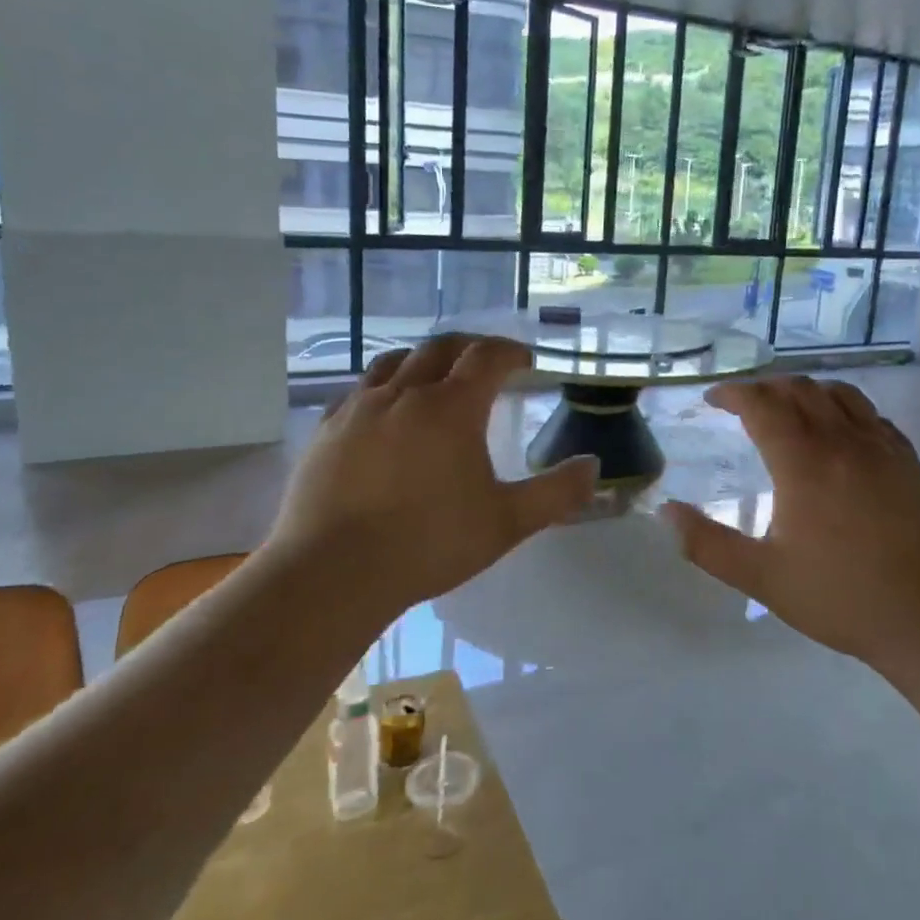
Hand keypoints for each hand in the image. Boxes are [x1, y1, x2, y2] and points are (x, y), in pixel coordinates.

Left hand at [264, 335, 596, 622]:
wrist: (333, 573)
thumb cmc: (429, 543)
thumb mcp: (506, 523)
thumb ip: (556, 493)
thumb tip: (593, 466)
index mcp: (450, 407)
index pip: (486, 357)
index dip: (511, 352)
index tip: (526, 361)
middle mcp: (403, 394)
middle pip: (439, 347)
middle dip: (469, 346)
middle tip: (487, 361)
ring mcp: (358, 408)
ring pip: (394, 361)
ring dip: (423, 359)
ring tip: (436, 376)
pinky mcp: (326, 430)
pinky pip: (358, 390)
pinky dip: (383, 386)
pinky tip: (384, 410)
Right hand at [661, 377, 919, 665]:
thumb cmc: (842, 597)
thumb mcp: (762, 577)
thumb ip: (707, 544)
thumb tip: (666, 512)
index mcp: (803, 462)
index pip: (761, 404)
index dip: (733, 393)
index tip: (713, 399)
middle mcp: (843, 441)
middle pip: (799, 389)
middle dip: (765, 387)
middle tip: (744, 404)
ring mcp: (882, 448)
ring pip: (839, 394)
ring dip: (806, 391)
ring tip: (789, 408)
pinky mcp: (910, 462)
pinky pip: (871, 415)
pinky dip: (844, 408)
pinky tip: (841, 432)